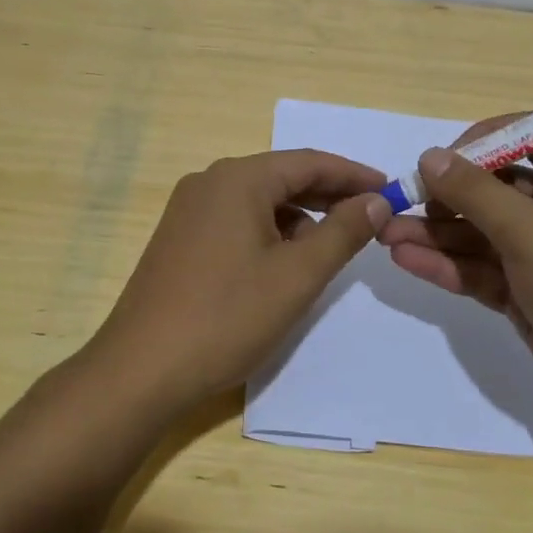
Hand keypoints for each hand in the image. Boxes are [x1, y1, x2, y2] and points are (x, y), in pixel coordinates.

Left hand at [85, 149, 391, 412]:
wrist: (141, 369)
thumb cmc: (227, 316)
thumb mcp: (297, 275)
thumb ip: (343, 232)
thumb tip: (376, 200)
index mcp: (238, 179)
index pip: (309, 162)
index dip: (354, 175)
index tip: (391, 189)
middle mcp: (209, 182)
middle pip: (282, 178)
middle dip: (328, 196)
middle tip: (371, 217)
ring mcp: (188, 210)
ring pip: (259, 201)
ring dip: (299, 218)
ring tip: (331, 247)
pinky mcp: (179, 238)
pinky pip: (236, 221)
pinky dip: (269, 233)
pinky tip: (284, 262)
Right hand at [378, 119, 532, 439]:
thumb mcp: (532, 234)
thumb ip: (477, 193)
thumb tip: (430, 156)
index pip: (528, 137)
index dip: (483, 141)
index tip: (441, 160)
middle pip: (495, 188)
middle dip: (445, 194)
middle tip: (399, 201)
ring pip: (480, 232)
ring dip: (436, 232)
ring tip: (385, 232)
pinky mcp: (527, 295)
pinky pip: (481, 270)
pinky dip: (447, 265)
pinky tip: (406, 260)